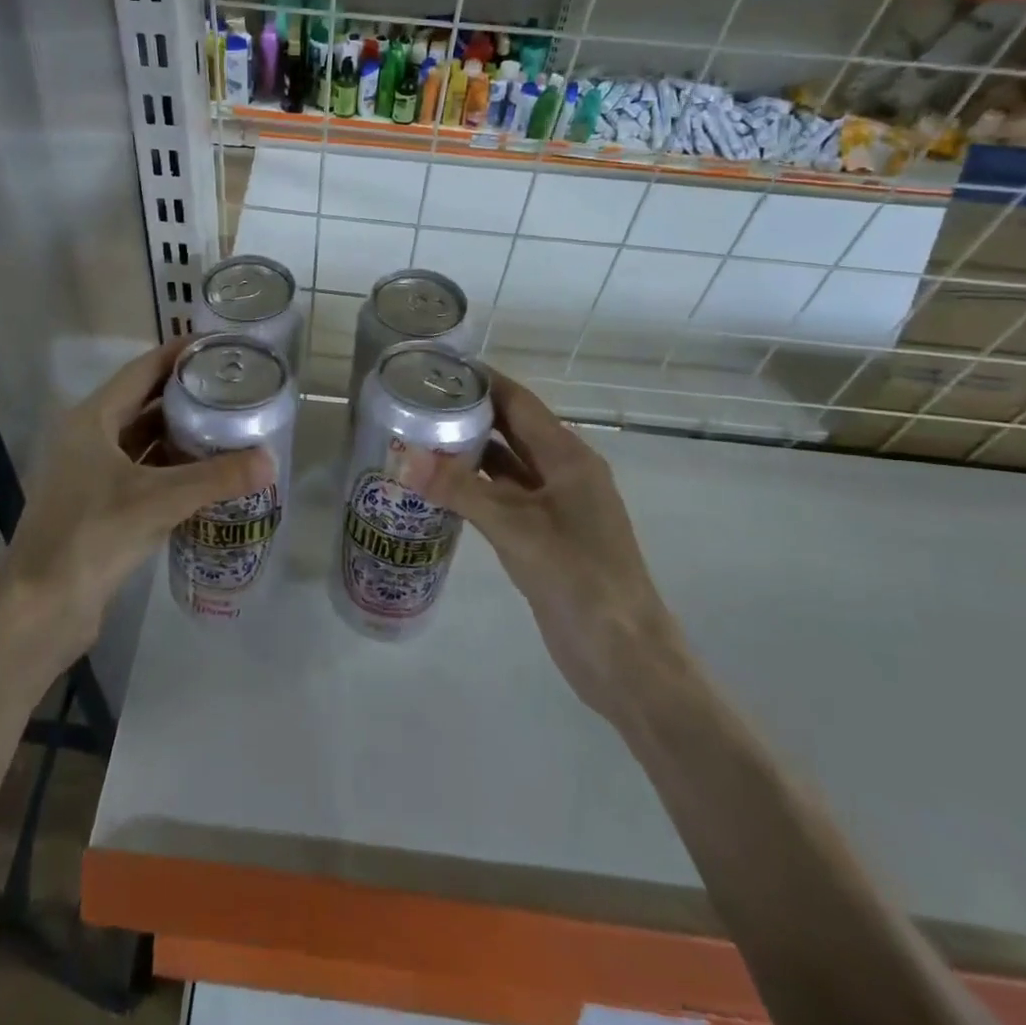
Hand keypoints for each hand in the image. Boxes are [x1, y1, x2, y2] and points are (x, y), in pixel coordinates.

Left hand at [0, 338, 270, 656]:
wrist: (41, 609)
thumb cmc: (92, 536)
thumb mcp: (157, 501)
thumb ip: (215, 478)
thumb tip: (270, 460)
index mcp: (91, 420)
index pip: (141, 371)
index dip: (177, 354)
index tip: (216, 345)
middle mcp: (88, 439)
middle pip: (143, 404)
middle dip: (186, 396)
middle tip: (233, 389)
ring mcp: (91, 474)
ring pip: (143, 442)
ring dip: (181, 436)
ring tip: (228, 427)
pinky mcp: (99, 506)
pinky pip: (143, 474)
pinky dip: (172, 470)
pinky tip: (206, 475)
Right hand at [404, 368, 685, 721]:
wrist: (623, 656)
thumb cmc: (578, 578)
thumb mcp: (515, 529)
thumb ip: (460, 490)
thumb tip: (403, 459)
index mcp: (569, 458)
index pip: (520, 403)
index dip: (484, 381)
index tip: (439, 368)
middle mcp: (564, 474)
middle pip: (513, 431)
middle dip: (470, 415)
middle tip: (418, 404)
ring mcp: (556, 507)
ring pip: (507, 467)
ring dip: (470, 454)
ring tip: (420, 440)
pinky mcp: (545, 537)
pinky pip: (505, 499)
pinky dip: (476, 489)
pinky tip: (441, 490)